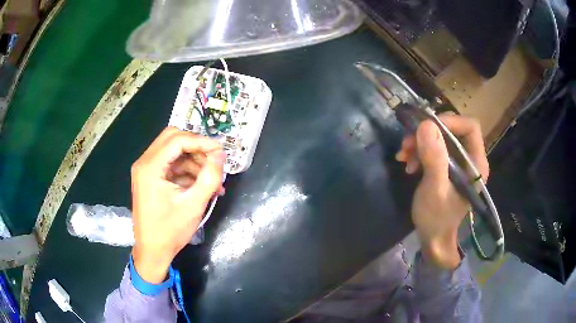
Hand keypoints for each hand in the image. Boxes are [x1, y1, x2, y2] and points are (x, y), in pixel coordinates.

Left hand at [130, 127, 225, 282]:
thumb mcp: (194, 204)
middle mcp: (144, 162)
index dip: (201, 142)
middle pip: (172, 138)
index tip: (221, 152)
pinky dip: (186, 170)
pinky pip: (170, 164)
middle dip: (196, 147)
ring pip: (172, 151)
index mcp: (150, 167)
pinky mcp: (149, 178)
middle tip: (213, 161)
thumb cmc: (171, 230)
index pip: (178, 140)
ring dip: (193, 160)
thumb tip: (220, 154)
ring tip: (212, 180)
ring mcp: (145, 170)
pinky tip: (201, 185)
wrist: (152, 251)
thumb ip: (210, 176)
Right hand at [396, 114, 488, 268]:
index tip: (425, 128)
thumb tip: (426, 124)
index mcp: (476, 164)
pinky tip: (408, 163)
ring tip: (404, 156)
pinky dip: (419, 151)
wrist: (432, 238)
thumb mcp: (434, 190)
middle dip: (428, 133)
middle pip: (453, 129)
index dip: (449, 121)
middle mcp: (470, 159)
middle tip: (407, 143)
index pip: (470, 127)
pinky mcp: (448, 166)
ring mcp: (459, 162)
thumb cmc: (436, 219)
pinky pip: (434, 148)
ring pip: (441, 137)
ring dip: (420, 142)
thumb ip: (434, 159)